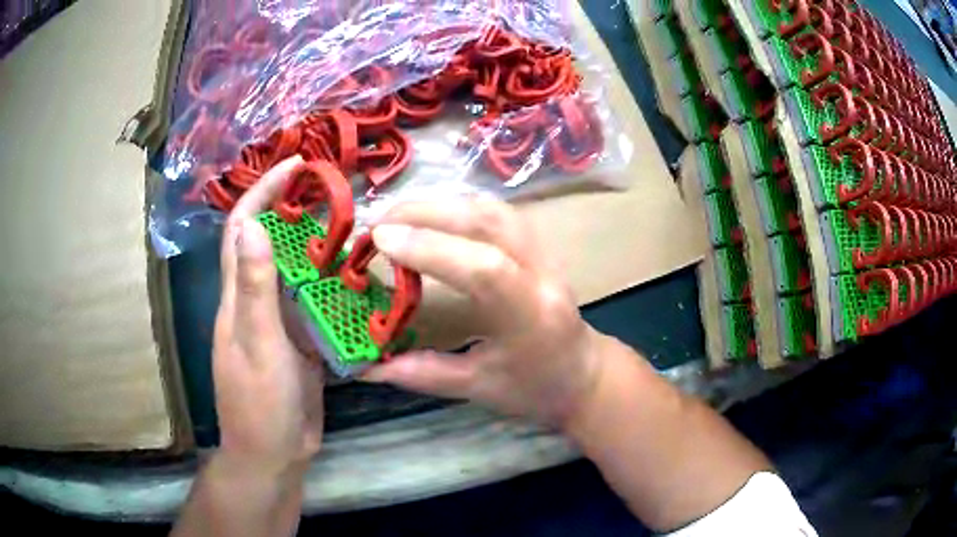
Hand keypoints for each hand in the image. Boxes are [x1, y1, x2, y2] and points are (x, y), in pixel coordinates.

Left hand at [212, 156, 323, 473]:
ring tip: (354, 226)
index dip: (263, 191)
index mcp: (238, 298)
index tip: (295, 164)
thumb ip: (254, 289)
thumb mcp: (259, 346)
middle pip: (269, 242)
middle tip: (335, 190)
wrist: (274, 453)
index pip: (242, 228)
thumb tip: (251, 224)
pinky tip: (359, 279)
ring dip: (317, 245)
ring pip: (294, 272)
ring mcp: (278, 323)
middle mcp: (255, 302)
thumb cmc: (261, 404)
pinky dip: (332, 285)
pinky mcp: (298, 342)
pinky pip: (314, 303)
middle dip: (293, 209)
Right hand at [363, 199, 603, 428]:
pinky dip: (460, 207)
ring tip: (399, 216)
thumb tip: (366, 366)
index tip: (379, 239)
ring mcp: (546, 253)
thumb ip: (420, 373)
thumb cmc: (536, 389)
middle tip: (378, 224)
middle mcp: (543, 274)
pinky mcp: (539, 244)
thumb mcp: (477, 389)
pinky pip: (498, 212)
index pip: (483, 269)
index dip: (428, 248)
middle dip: (426, 214)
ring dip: (442, 204)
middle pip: (488, 222)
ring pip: (493, 209)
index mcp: (531, 317)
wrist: (584, 374)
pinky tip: (434, 216)